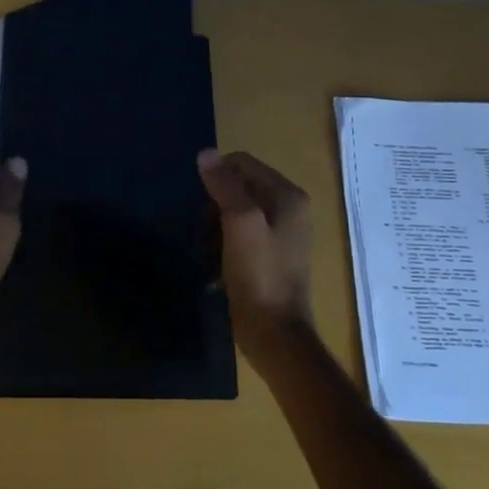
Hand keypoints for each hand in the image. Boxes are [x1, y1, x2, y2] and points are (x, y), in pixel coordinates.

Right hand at [198, 149, 314, 357]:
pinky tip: (213, 265)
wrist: (274, 335)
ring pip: (234, 213)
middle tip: (202, 231)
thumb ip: (224, 186)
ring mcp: (280, 234)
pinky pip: (239, 236)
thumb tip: (206, 153)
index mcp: (287, 196)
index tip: (199, 205)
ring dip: (214, 228)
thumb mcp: (240, 224)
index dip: (216, 178)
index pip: (242, 163)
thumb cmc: (259, 275)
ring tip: (205, 251)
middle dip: (213, 205)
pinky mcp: (269, 257)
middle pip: (238, 187)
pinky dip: (222, 245)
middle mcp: (289, 209)